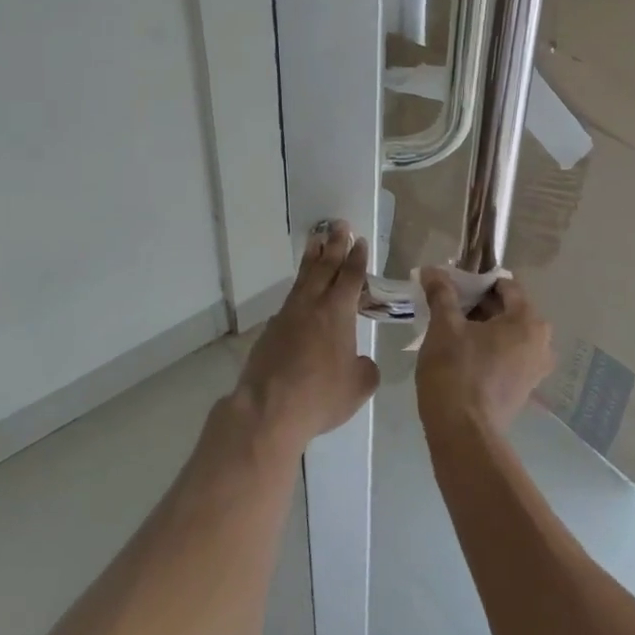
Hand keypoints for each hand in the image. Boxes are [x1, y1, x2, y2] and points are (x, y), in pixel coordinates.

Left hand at [235, 220, 379, 454]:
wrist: (268, 409)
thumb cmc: (320, 395)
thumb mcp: (358, 387)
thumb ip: (365, 369)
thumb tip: (361, 363)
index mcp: (338, 312)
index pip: (350, 276)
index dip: (357, 258)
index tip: (360, 240)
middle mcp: (312, 305)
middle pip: (325, 267)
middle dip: (334, 245)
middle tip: (339, 225)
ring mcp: (288, 316)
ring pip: (303, 279)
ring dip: (312, 258)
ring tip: (315, 241)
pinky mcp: (271, 331)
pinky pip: (290, 300)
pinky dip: (299, 288)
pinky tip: (300, 292)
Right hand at [414, 268, 553, 435]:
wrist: (463, 434)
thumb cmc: (456, 371)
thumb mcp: (444, 326)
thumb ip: (441, 293)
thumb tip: (432, 270)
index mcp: (528, 321)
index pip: (506, 286)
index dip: (477, 280)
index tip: (452, 284)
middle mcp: (541, 342)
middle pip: (509, 309)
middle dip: (478, 304)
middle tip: (447, 305)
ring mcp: (536, 369)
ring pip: (508, 334)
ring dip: (482, 327)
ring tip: (451, 328)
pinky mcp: (524, 390)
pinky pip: (508, 356)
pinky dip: (489, 349)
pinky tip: (462, 353)